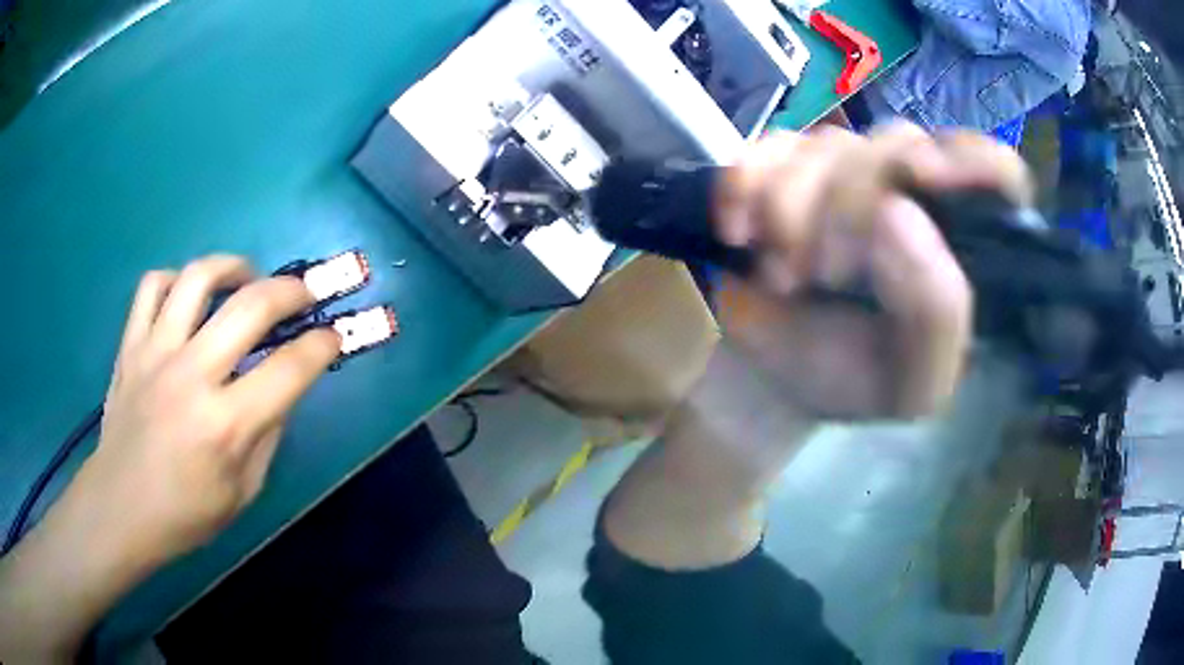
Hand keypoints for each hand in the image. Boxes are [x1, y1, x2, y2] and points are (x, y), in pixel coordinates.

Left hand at [84, 255, 339, 563]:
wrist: (119, 509)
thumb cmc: (185, 514)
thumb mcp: (243, 492)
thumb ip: (266, 435)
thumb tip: (281, 390)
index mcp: (226, 426)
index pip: (290, 369)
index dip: (322, 345)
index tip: (334, 335)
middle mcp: (191, 377)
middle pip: (251, 306)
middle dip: (292, 290)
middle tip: (306, 292)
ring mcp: (155, 354)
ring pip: (198, 278)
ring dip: (233, 267)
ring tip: (246, 278)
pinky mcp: (130, 345)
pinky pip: (152, 286)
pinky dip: (176, 280)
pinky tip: (188, 295)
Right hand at [602, 124, 1032, 568]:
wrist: (770, 380)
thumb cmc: (850, 382)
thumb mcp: (914, 382)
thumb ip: (935, 313)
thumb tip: (897, 210)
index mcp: (960, 244)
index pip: (997, 173)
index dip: (973, 164)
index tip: (924, 180)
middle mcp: (912, 192)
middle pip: (898, 148)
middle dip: (851, 209)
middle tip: (825, 274)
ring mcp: (845, 170)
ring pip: (828, 144)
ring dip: (793, 209)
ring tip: (782, 274)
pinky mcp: (783, 167)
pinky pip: (765, 147)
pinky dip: (744, 185)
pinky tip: (738, 232)